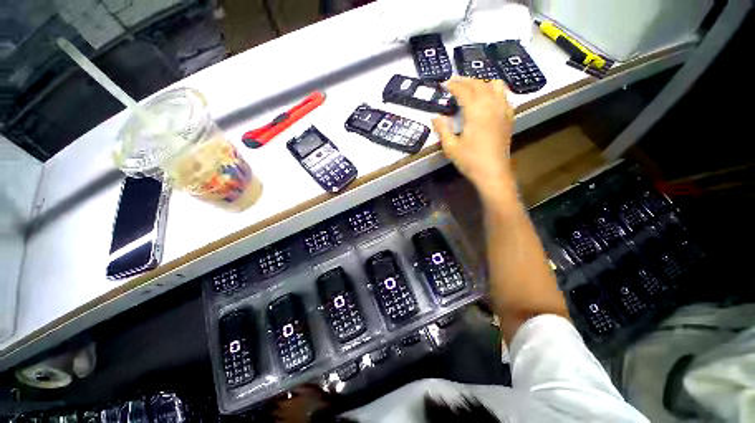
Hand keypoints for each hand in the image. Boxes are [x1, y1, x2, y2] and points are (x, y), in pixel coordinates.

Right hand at [432, 77, 514, 200]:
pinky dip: (495, 91)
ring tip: (471, 87)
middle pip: (479, 84)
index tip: (444, 84)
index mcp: (476, 111)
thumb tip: (435, 117)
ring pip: (494, 86)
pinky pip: (504, 95)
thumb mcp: (451, 147)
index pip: (464, 91)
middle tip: (454, 82)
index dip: (453, 85)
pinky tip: (489, 98)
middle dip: (465, 81)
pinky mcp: (508, 117)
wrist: (493, 173)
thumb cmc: (470, 160)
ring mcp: (502, 110)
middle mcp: (491, 105)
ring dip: (481, 82)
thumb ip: (442, 129)